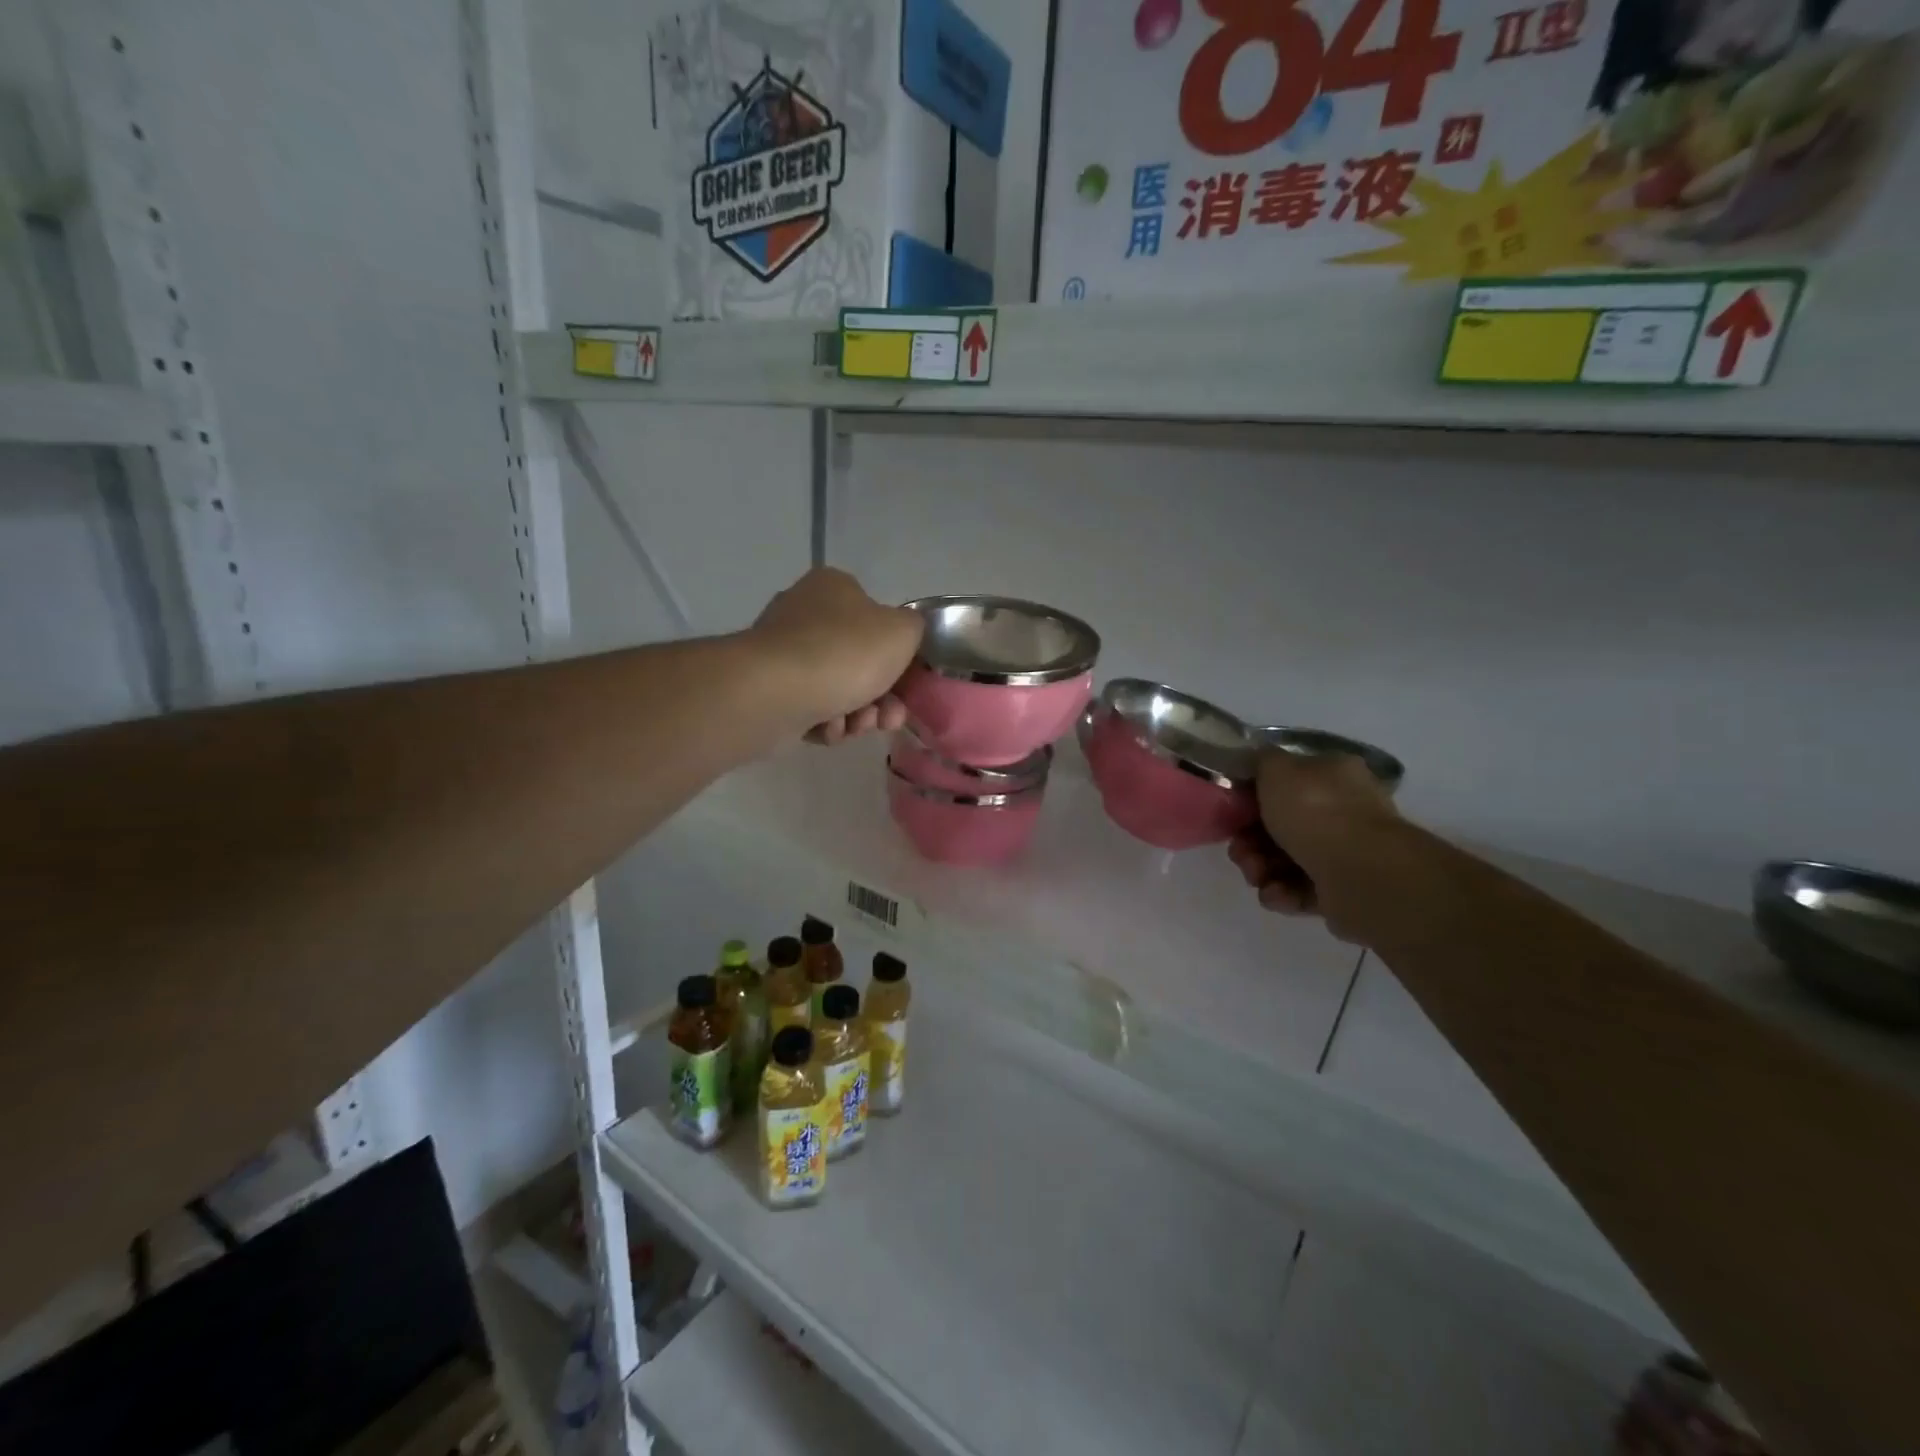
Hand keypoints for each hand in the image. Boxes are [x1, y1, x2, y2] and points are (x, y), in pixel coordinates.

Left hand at [748, 568, 923, 743]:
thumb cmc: (846, 652)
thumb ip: (914, 629)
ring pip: (837, 688)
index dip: (899, 656)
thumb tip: (902, 636)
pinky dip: (825, 722)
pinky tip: (828, 730)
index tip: (908, 685)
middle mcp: (804, 612)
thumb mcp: (903, 631)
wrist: (777, 691)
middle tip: (888, 719)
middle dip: (880, 696)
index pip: (877, 619)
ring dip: (856, 714)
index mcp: (835, 587)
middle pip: (859, 660)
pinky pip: (809, 708)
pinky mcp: (768, 688)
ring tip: (855, 727)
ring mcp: (782, 651)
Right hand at [1227, 750, 1398, 938]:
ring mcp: (1346, 852)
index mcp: (1333, 775)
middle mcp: (1344, 810)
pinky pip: (1299, 889)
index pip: (1287, 781)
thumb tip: (1257, 763)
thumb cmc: (1316, 812)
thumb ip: (1261, 761)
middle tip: (1239, 851)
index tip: (1234, 811)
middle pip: (1281, 824)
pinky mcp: (1342, 890)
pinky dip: (1281, 892)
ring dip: (1260, 867)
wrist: (1361, 873)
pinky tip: (1275, 893)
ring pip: (1286, 858)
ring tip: (1256, 875)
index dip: (1253, 796)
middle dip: (1251, 839)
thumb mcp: (1277, 769)